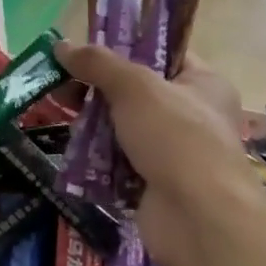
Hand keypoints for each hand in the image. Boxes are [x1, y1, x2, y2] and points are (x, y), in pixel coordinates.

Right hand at [56, 42, 265, 265]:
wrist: (199, 220)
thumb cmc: (176, 137)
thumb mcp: (134, 87)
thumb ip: (97, 63)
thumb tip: (61, 45)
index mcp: (204, 83)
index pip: (162, 54)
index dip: (124, 47)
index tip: (86, 48)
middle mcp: (194, 115)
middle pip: (136, 92)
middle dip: (99, 89)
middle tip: (63, 84)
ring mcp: (175, 153)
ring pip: (124, 127)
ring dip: (94, 124)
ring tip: (62, 114)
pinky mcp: (156, 185)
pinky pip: (119, 161)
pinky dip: (98, 158)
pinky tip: (73, 150)